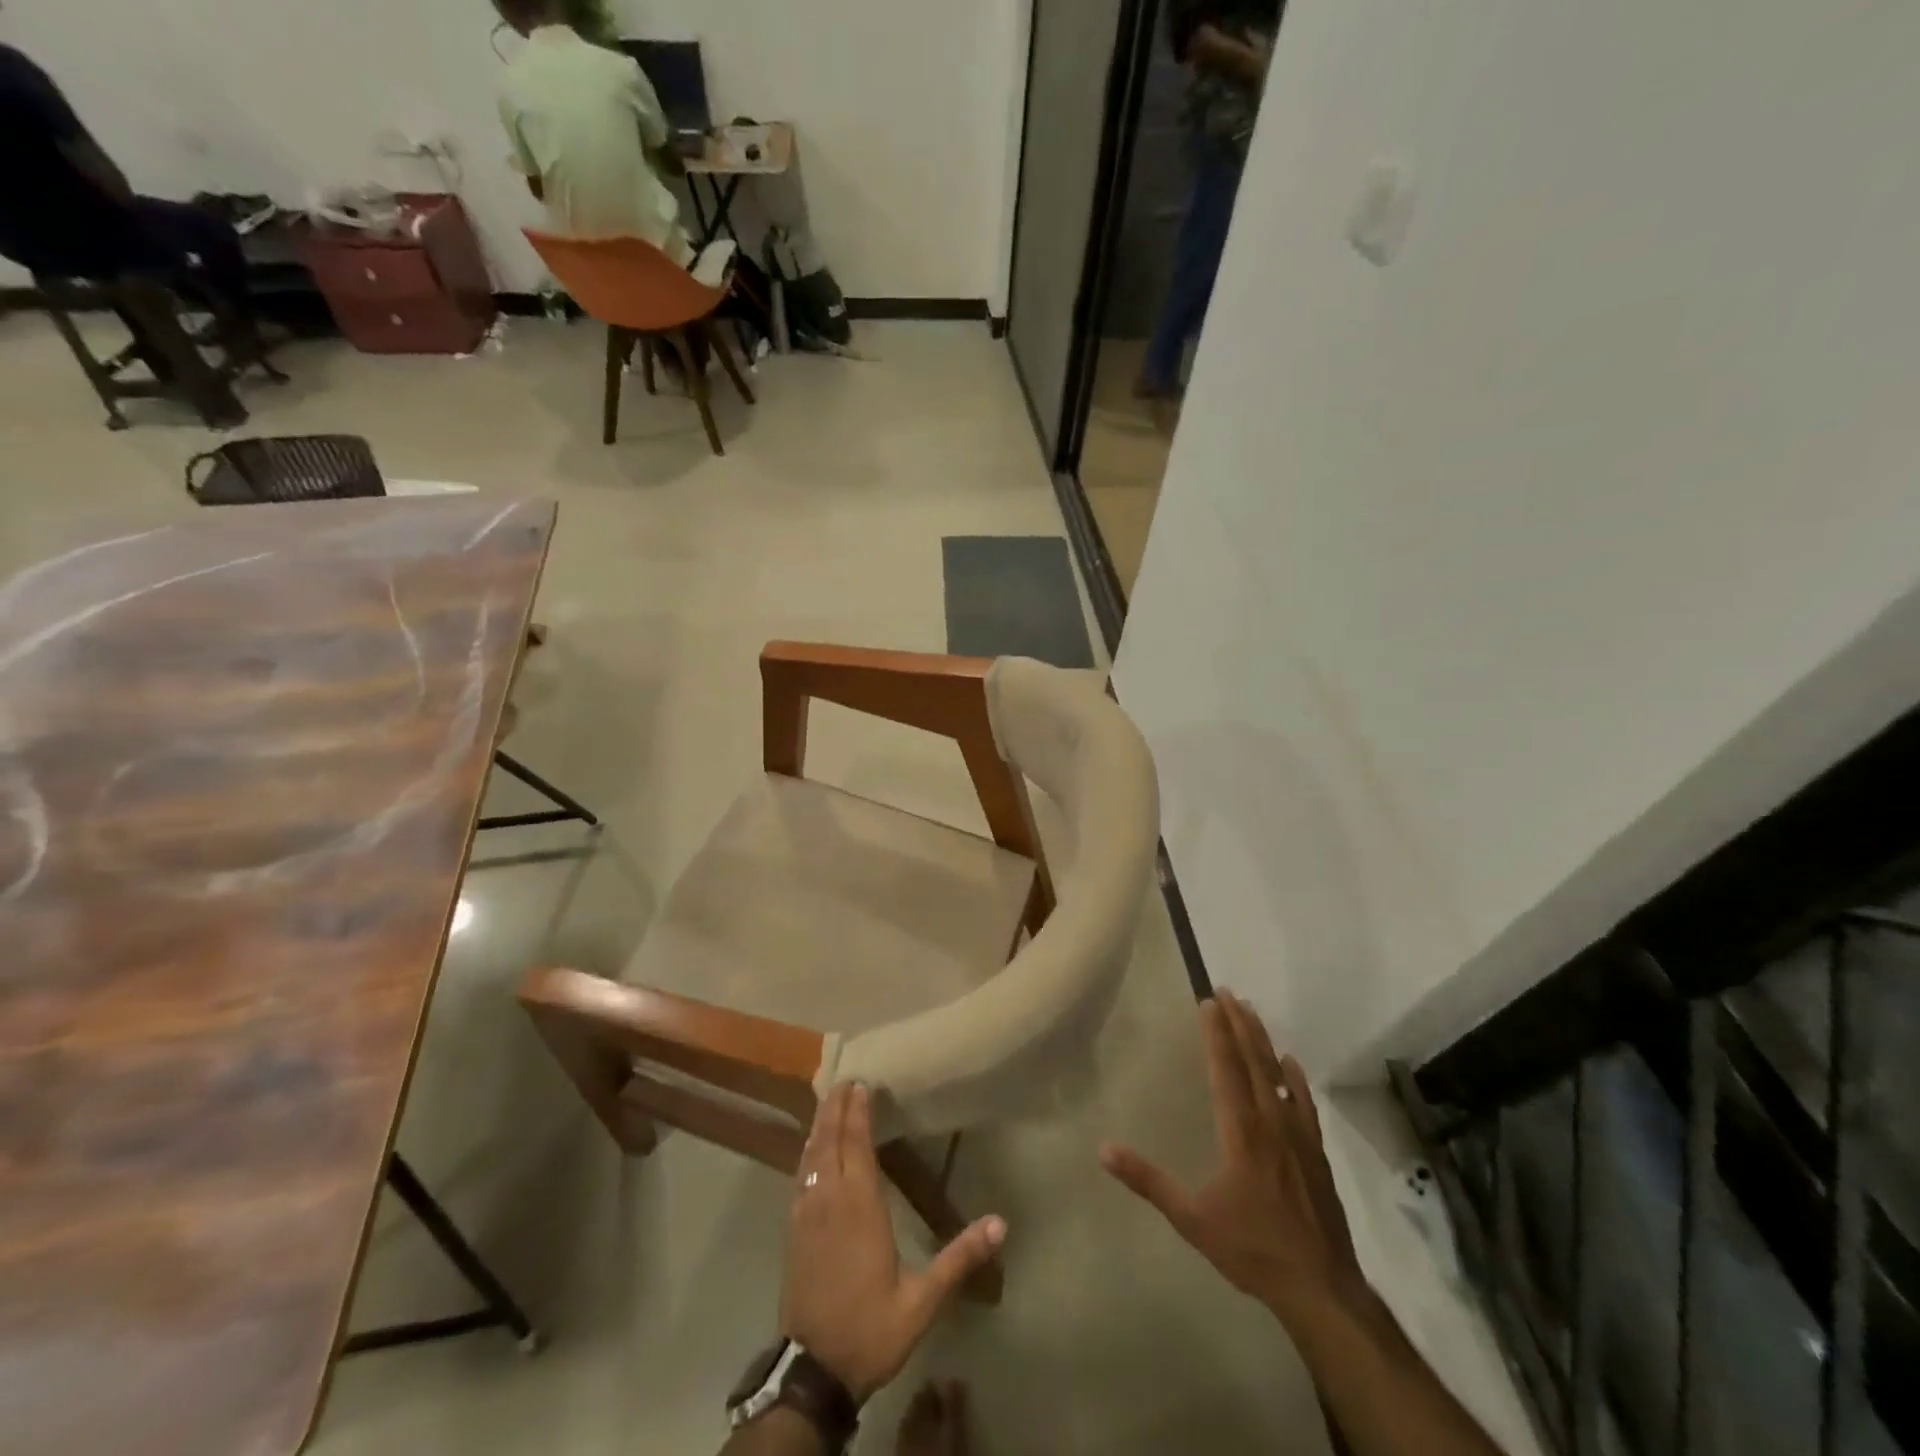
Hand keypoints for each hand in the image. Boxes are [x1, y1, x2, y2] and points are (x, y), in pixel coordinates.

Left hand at [781, 1083, 1006, 1402]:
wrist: (814, 1372)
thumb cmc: (871, 1329)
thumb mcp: (922, 1301)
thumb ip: (959, 1258)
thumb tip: (1001, 1224)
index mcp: (859, 1206)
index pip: (856, 1144)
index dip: (857, 1112)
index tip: (861, 1083)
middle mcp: (828, 1199)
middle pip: (829, 1140)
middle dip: (836, 1107)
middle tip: (845, 1079)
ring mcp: (805, 1213)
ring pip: (810, 1155)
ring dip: (820, 1125)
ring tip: (829, 1101)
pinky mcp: (793, 1229)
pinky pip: (799, 1175)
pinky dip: (807, 1152)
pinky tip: (811, 1149)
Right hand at [1101, 992, 1363, 1331]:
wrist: (1320, 1288)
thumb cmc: (1252, 1249)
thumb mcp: (1191, 1219)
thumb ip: (1148, 1180)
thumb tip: (1104, 1148)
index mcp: (1240, 1131)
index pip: (1225, 1069)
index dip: (1216, 1033)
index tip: (1209, 1002)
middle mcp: (1270, 1122)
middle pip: (1253, 1061)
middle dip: (1239, 1023)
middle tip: (1228, 991)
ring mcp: (1298, 1135)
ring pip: (1278, 1074)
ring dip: (1263, 1040)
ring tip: (1252, 1011)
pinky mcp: (1316, 1152)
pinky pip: (1304, 1102)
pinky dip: (1295, 1077)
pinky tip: (1291, 1063)